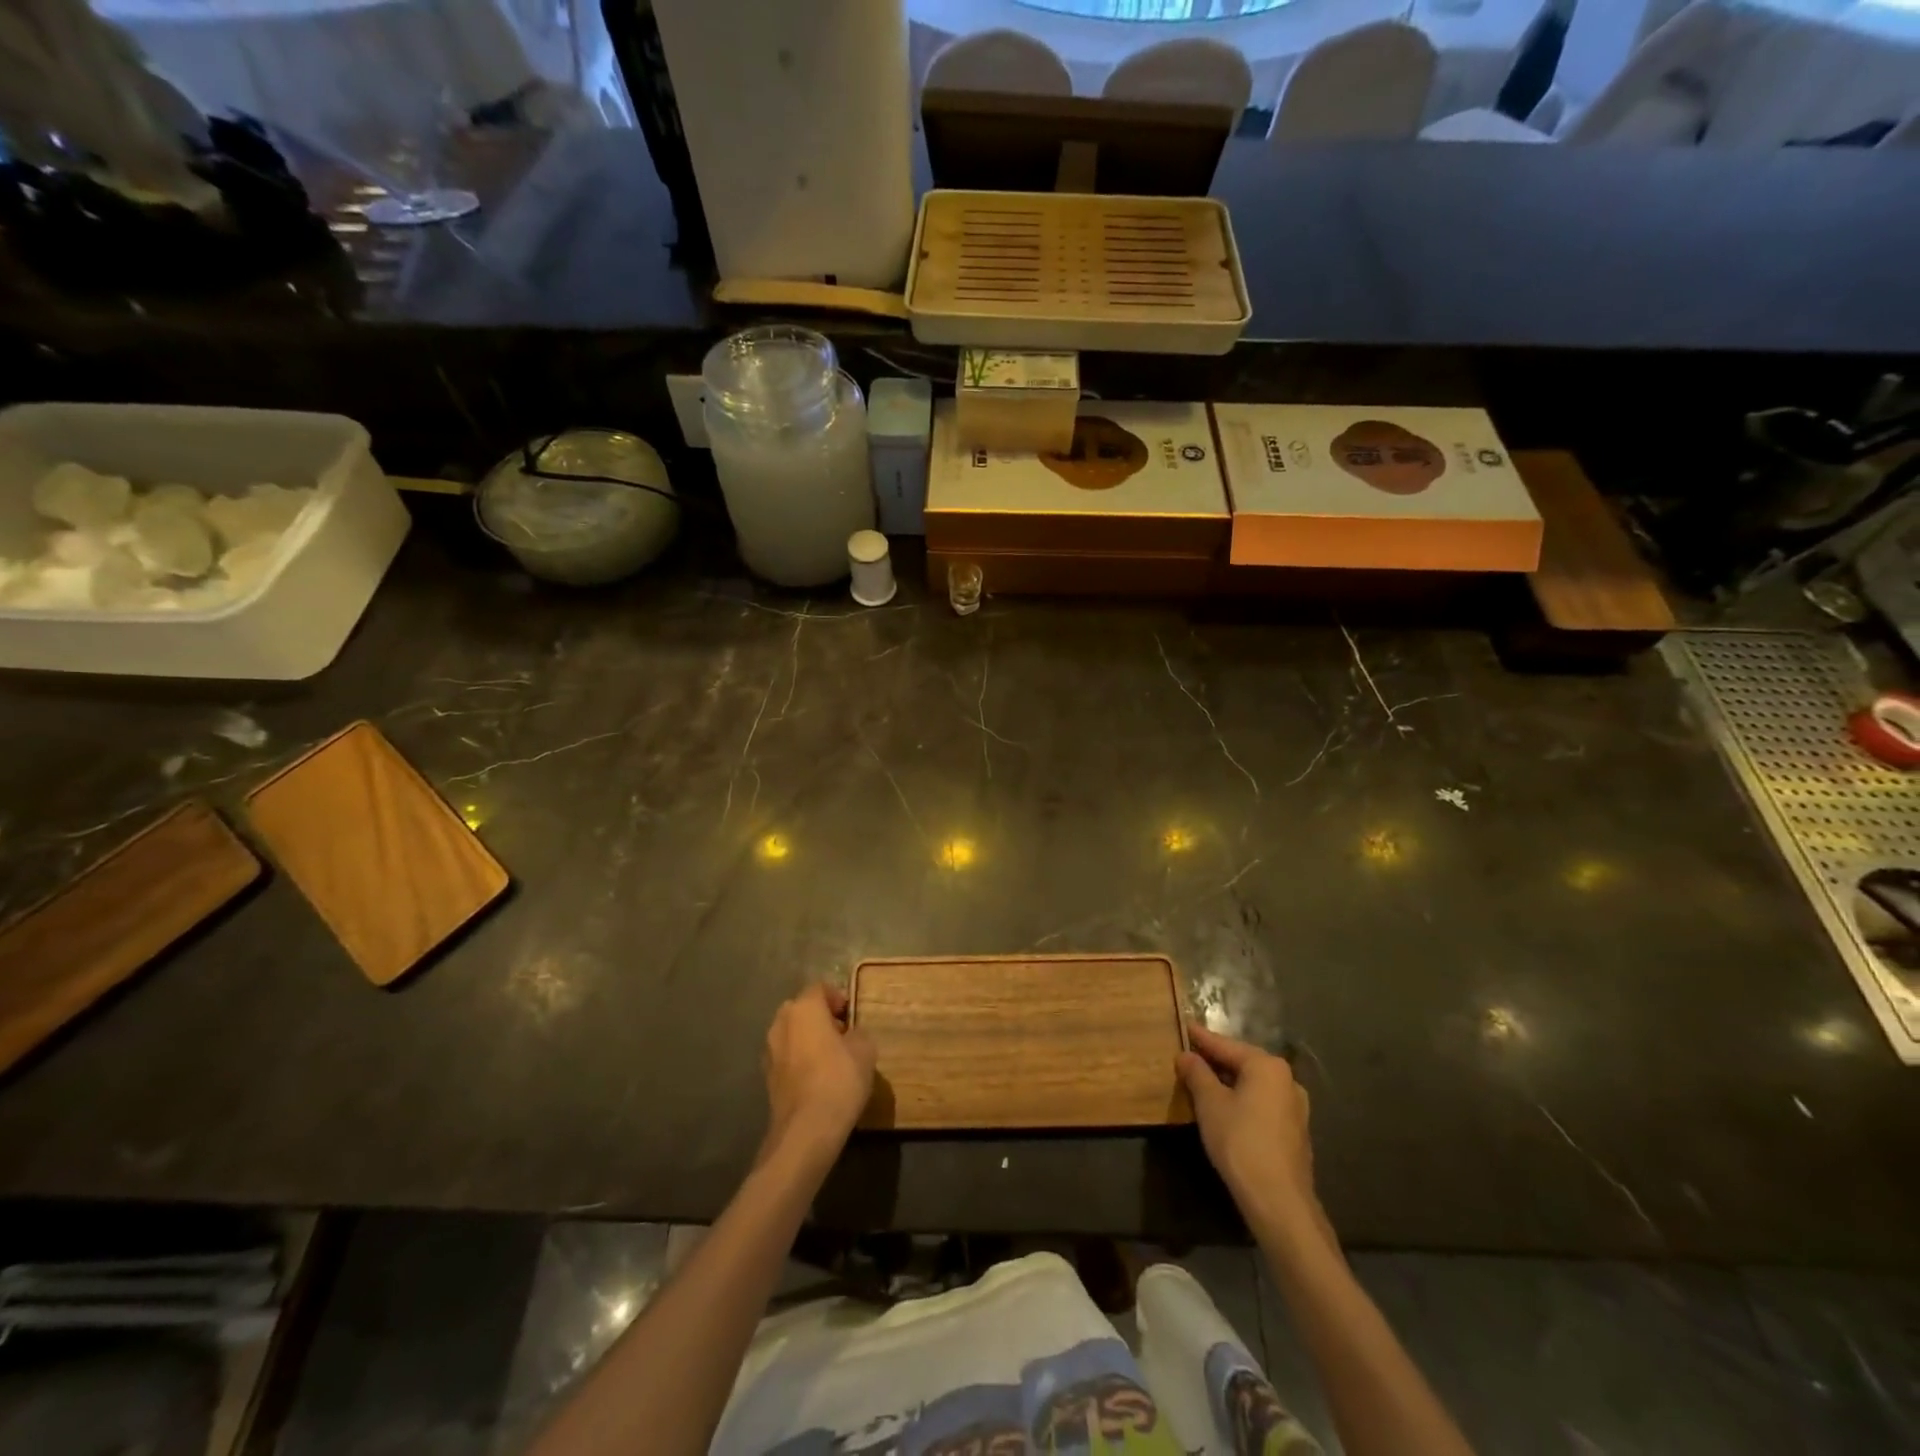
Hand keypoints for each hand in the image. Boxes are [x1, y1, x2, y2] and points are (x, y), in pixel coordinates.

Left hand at [761, 984, 874, 1167]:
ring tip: (830, 1058)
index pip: (819, 988)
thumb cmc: (839, 1079)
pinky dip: (799, 1060)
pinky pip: (787, 1057)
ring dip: (808, 1039)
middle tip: (842, 1034)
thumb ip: (858, 1033)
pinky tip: (817, 1078)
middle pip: (801, 1009)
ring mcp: (770, 1051)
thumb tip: (851, 1035)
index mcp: (803, 1008)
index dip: (837, 997)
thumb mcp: (865, 1050)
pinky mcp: (767, 1078)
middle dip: (820, 1017)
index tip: (851, 1015)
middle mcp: (781, 1023)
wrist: (806, 1130)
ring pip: (791, 1034)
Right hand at [1178, 1025, 1325, 1239]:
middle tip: (1189, 1055)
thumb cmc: (1240, 1142)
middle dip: (1215, 1060)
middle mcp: (1286, 1080)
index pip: (1226, 1045)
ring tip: (1203, 1080)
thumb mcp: (1210, 1104)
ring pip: (1253, 1084)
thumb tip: (1186, 1056)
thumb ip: (1196, 1073)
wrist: (1279, 1201)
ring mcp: (1295, 1107)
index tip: (1184, 1026)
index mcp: (1267, 1066)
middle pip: (1242, 1062)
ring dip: (1229, 1081)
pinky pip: (1262, 1103)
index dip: (1201, 1038)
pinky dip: (1242, 1099)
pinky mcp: (1295, 1131)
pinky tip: (1226, 1108)